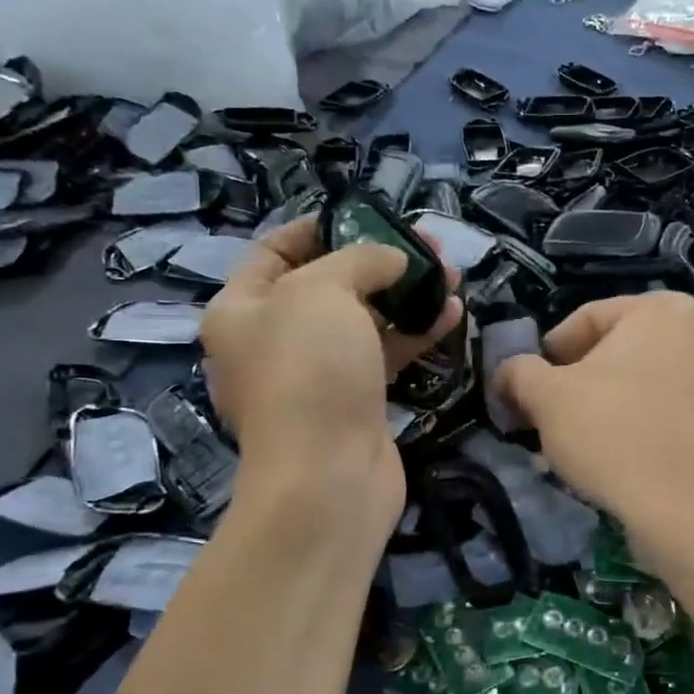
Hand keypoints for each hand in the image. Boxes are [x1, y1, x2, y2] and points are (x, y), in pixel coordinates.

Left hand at [200, 217, 461, 537]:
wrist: (328, 477)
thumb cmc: (309, 370)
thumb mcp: (323, 291)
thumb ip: (358, 259)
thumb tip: (392, 259)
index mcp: (241, 309)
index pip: (275, 250)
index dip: (322, 226)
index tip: (369, 216)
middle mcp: (273, 340)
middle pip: (329, 284)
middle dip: (379, 260)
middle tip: (426, 245)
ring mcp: (315, 374)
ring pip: (364, 320)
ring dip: (406, 295)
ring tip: (451, 273)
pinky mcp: (354, 402)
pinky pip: (384, 355)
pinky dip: (415, 333)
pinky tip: (452, 313)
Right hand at [494, 292, 693, 551]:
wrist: (693, 512)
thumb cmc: (615, 436)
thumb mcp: (547, 398)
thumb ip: (519, 373)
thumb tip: (507, 373)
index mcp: (662, 309)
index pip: (586, 319)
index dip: (547, 354)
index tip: (528, 389)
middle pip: (618, 350)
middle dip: (580, 380)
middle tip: (551, 416)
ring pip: (645, 382)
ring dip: (609, 404)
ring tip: (583, 441)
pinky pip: (671, 411)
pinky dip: (642, 424)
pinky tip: (622, 457)